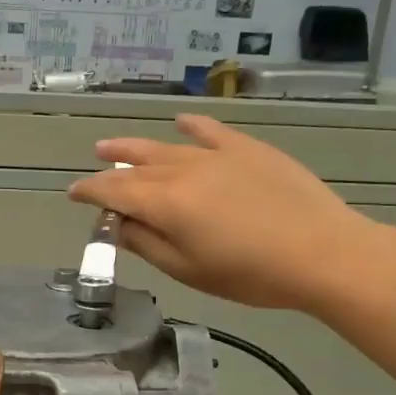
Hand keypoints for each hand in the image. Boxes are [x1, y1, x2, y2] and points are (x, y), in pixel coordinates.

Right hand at [68, 114, 390, 314]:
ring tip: (112, 146)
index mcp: (164, 202)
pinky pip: (211, 131)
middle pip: (135, 167)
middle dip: (108, 169)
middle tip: (91, 171)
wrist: (322, 252)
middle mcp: (182, 170)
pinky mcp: (248, 150)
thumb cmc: (249, 273)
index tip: (73, 194)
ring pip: (165, 147)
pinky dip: (192, 126)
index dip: (90, 192)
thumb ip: (147, 244)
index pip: (114, 192)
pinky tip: (180, 121)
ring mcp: (216, 155)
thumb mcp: (188, 269)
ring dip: (134, 147)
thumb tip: (118, 225)